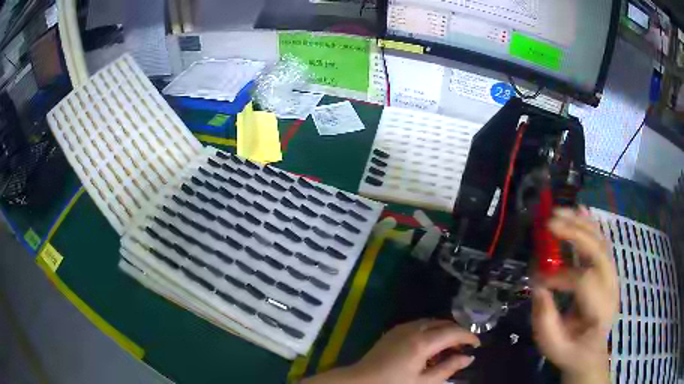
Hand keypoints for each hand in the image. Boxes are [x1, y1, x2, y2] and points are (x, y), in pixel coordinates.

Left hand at [303, 319, 479, 383]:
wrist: (360, 381)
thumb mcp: (424, 381)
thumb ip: (448, 368)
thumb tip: (468, 358)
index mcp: (422, 342)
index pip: (453, 332)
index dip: (468, 336)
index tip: (477, 345)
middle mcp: (413, 329)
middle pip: (443, 323)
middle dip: (457, 333)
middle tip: (464, 348)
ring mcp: (402, 328)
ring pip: (432, 322)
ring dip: (444, 331)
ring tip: (449, 348)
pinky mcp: (394, 331)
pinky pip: (419, 325)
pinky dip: (431, 331)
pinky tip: (431, 346)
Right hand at [532, 207, 617, 383]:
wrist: (591, 352)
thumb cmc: (570, 352)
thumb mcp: (552, 346)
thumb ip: (544, 320)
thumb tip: (538, 285)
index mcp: (599, 312)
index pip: (584, 282)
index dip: (560, 274)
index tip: (539, 278)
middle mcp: (611, 288)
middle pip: (598, 252)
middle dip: (574, 233)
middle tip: (550, 222)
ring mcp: (613, 276)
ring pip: (601, 241)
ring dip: (581, 223)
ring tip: (560, 211)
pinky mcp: (609, 270)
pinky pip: (602, 241)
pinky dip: (590, 224)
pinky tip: (579, 210)